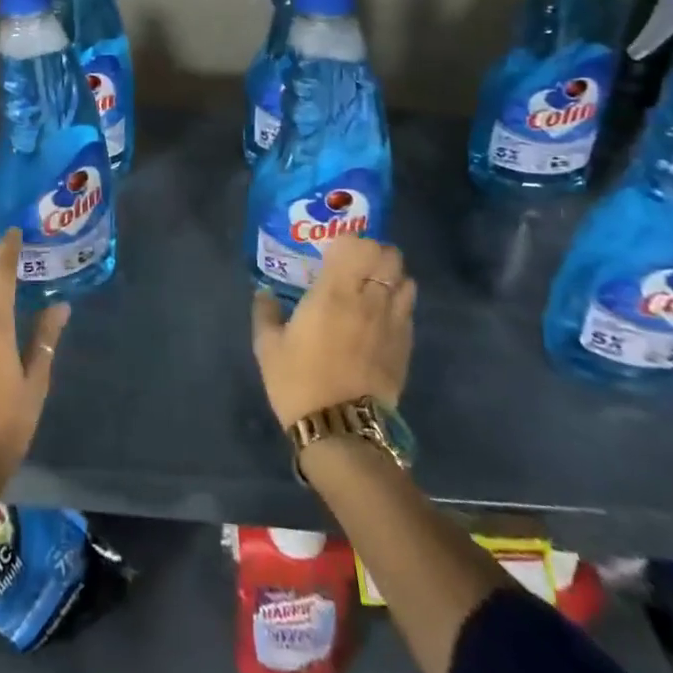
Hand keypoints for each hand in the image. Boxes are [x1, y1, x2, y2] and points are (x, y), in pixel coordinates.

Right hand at [251, 236, 414, 430]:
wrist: (342, 430)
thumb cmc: (299, 381)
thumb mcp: (268, 346)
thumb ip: (265, 312)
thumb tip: (263, 293)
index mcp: (334, 291)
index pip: (355, 244)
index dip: (345, 241)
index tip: (329, 252)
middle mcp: (369, 299)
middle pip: (389, 254)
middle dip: (374, 252)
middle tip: (354, 265)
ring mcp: (393, 322)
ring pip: (406, 279)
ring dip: (390, 276)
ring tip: (372, 287)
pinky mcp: (406, 346)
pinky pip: (409, 309)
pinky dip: (398, 303)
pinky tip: (381, 317)